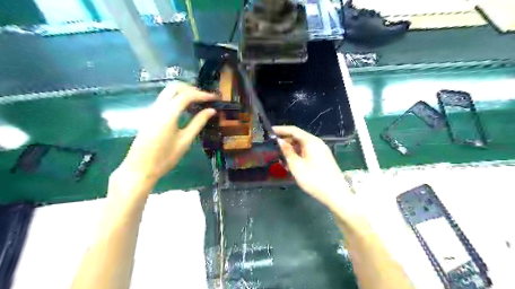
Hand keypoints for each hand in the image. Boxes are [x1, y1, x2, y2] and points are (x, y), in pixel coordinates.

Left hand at [118, 81, 215, 184]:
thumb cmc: (165, 158)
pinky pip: (164, 100)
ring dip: (183, 93)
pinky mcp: (149, 115)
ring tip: (198, 103)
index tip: (214, 98)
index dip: (202, 94)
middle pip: (174, 87)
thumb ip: (198, 123)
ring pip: (168, 92)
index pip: (187, 95)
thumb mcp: (185, 141)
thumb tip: (211, 111)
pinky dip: (176, 99)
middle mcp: (158, 107)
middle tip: (205, 98)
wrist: (140, 168)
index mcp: (168, 113)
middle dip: (191, 89)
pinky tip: (185, 110)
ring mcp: (151, 110)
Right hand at [271, 127, 347, 207]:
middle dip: (285, 141)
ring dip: (291, 149)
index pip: (293, 130)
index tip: (269, 131)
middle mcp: (317, 143)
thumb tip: (279, 141)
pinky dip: (298, 155)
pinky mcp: (322, 158)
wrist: (336, 194)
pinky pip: (307, 152)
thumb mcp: (297, 166)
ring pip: (302, 146)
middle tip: (273, 147)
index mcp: (311, 141)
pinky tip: (291, 164)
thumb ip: (287, 152)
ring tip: (280, 158)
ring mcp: (320, 151)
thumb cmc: (314, 179)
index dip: (281, 130)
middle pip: (298, 137)